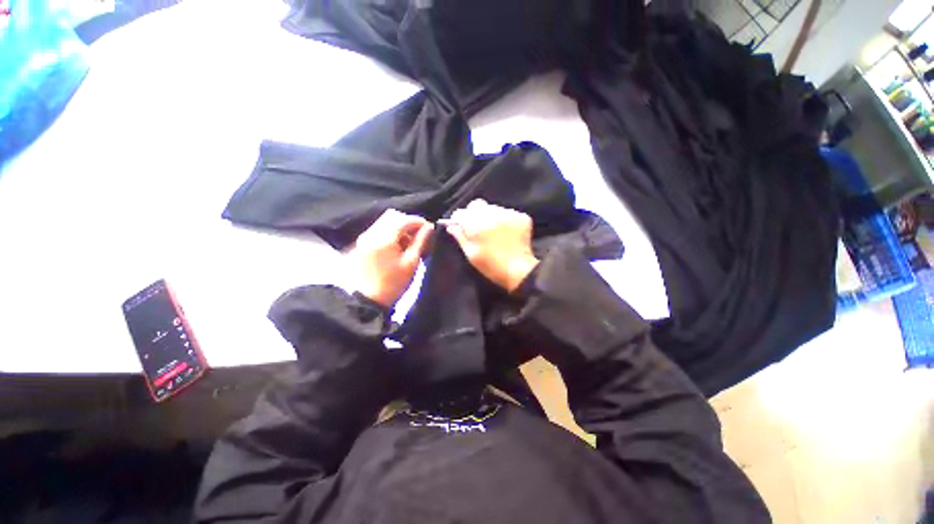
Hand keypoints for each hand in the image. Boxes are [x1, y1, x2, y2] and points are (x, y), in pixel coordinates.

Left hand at [349, 209, 432, 306]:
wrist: (365, 302)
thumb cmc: (392, 284)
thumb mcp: (411, 263)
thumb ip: (420, 242)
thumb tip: (429, 227)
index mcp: (384, 236)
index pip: (404, 219)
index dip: (419, 221)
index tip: (429, 229)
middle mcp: (371, 232)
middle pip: (393, 217)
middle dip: (408, 224)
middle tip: (418, 238)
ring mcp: (363, 239)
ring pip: (384, 224)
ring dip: (399, 230)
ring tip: (408, 246)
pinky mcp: (360, 246)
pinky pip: (377, 232)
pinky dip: (389, 236)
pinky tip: (395, 250)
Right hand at [445, 199, 539, 291]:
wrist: (519, 271)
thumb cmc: (491, 266)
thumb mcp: (471, 254)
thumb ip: (460, 237)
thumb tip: (451, 226)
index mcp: (477, 225)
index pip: (461, 213)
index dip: (459, 219)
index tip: (460, 226)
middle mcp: (492, 215)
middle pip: (477, 205)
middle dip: (473, 214)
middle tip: (477, 227)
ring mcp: (509, 214)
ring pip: (493, 207)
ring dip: (490, 216)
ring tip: (493, 230)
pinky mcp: (521, 216)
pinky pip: (507, 212)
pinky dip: (504, 219)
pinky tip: (506, 232)